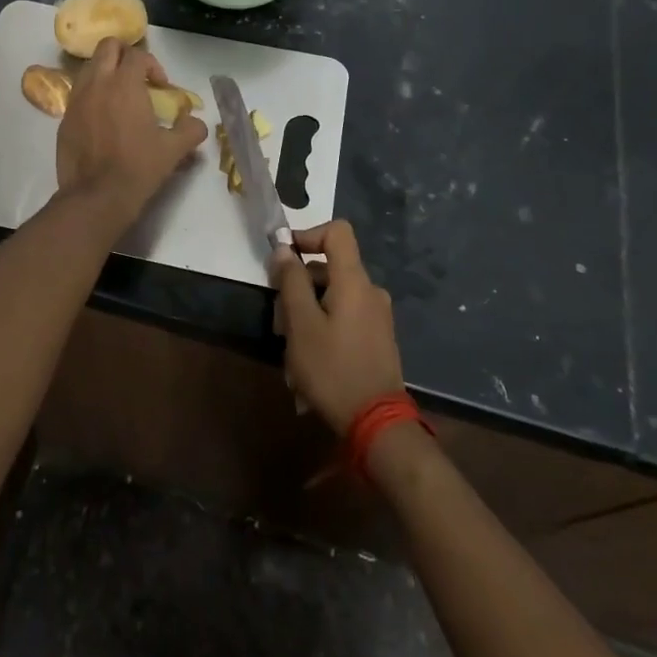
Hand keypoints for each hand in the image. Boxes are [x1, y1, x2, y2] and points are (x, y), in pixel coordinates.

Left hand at [56, 38, 207, 225]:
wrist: (96, 196)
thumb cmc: (138, 168)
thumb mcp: (174, 150)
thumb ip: (191, 130)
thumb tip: (196, 124)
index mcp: (125, 84)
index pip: (138, 55)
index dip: (153, 65)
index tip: (161, 87)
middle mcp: (97, 84)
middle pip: (107, 47)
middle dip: (124, 55)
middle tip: (137, 77)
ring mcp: (76, 100)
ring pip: (89, 68)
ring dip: (105, 73)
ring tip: (118, 96)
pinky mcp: (64, 119)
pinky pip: (78, 94)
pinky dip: (92, 96)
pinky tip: (103, 120)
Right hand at [270, 220, 404, 434]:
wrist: (378, 425)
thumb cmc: (333, 369)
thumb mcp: (301, 324)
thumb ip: (291, 282)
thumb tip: (284, 248)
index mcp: (354, 281)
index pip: (337, 232)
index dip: (308, 235)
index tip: (284, 257)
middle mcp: (370, 292)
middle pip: (329, 270)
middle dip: (298, 289)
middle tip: (278, 324)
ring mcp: (376, 317)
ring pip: (332, 298)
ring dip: (306, 317)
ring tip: (289, 355)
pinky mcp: (377, 339)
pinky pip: (343, 320)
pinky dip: (322, 332)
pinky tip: (307, 368)